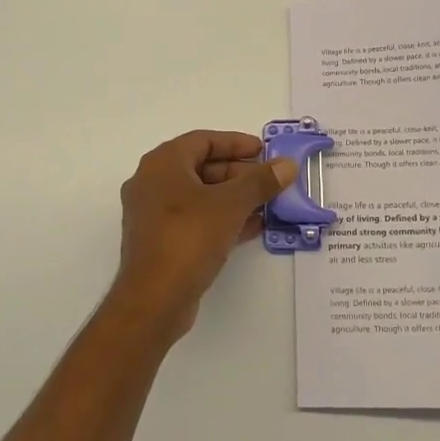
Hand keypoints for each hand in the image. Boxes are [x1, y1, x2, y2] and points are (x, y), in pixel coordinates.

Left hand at [111, 130, 295, 338]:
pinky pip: (195, 219)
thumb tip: (287, 164)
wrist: (154, 300)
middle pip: (201, 167)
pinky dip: (221, 218)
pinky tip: (251, 228)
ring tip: (268, 204)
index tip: (265, 151)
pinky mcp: (160, 241)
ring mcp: (152, 214)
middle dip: (238, 173)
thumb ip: (260, 181)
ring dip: (233, 198)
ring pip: (199, 196)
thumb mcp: (230, 205)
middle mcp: (152, 183)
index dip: (236, 143)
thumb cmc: (188, 238)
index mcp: (162, 164)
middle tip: (270, 180)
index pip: (203, 140)